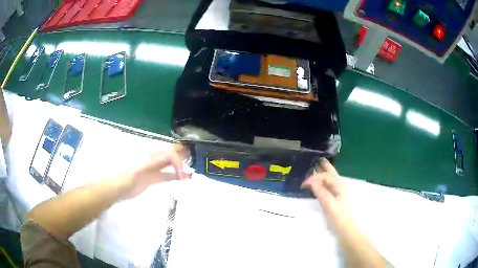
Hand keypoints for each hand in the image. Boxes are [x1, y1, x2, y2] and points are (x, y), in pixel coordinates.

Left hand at [118, 145, 190, 199]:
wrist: (115, 189)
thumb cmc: (124, 176)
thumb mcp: (138, 168)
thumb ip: (152, 162)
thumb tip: (167, 160)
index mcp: (150, 155)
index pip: (168, 154)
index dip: (178, 161)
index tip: (183, 173)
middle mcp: (153, 160)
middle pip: (170, 156)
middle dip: (182, 158)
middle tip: (194, 162)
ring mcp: (153, 170)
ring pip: (170, 166)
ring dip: (180, 168)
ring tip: (190, 173)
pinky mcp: (152, 179)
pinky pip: (166, 175)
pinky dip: (175, 176)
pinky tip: (182, 179)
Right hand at [301, 158, 350, 232]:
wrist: (344, 229)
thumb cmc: (337, 216)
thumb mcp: (328, 204)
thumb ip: (320, 191)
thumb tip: (310, 178)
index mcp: (339, 185)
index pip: (325, 175)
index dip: (314, 176)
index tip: (303, 182)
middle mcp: (339, 185)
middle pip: (329, 172)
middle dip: (321, 165)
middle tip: (311, 159)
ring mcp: (337, 191)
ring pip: (328, 178)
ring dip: (320, 173)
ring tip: (311, 168)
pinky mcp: (334, 198)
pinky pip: (326, 185)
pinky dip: (320, 182)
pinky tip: (315, 183)